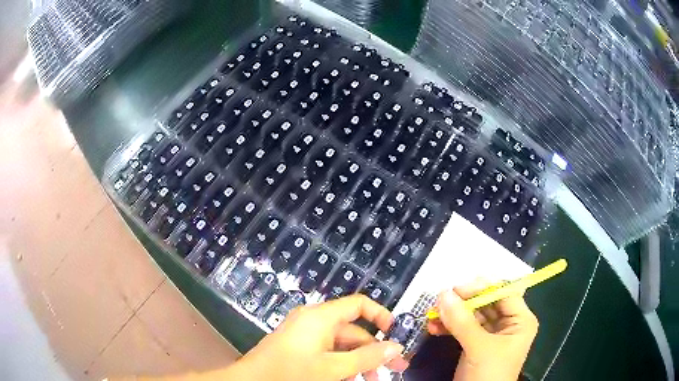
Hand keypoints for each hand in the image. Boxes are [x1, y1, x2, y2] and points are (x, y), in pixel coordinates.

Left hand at [232, 295, 408, 380]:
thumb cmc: (291, 372)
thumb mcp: (333, 368)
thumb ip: (366, 358)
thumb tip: (396, 347)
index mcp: (321, 317)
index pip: (358, 304)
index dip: (380, 315)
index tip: (395, 334)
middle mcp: (314, 322)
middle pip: (353, 331)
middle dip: (373, 351)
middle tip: (394, 370)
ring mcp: (305, 336)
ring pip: (341, 346)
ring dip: (358, 362)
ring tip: (371, 380)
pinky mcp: (299, 348)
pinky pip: (328, 353)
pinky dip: (341, 365)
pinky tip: (350, 379)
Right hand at [427, 280, 538, 380]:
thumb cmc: (488, 374)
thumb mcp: (478, 348)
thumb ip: (462, 321)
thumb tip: (444, 294)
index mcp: (520, 320)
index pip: (503, 293)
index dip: (481, 288)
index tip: (455, 289)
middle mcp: (508, 324)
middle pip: (486, 303)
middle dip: (462, 303)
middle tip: (439, 301)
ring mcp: (491, 335)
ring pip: (471, 316)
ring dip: (452, 315)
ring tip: (432, 315)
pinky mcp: (476, 344)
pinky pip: (463, 329)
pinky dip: (448, 327)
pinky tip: (434, 327)